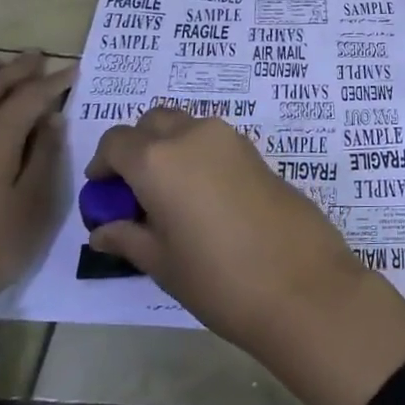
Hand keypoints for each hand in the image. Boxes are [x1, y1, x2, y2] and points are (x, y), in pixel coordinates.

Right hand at [86, 109, 359, 349]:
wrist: (301, 282)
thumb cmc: (218, 277)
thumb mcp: (161, 262)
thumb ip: (127, 237)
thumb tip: (103, 229)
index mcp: (159, 158)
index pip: (116, 141)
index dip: (104, 165)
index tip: (105, 195)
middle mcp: (194, 135)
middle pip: (154, 122)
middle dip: (138, 147)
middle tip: (136, 192)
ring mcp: (232, 140)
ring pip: (189, 127)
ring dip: (172, 148)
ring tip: (172, 199)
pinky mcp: (259, 153)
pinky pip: (217, 142)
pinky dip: (200, 156)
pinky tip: (205, 200)